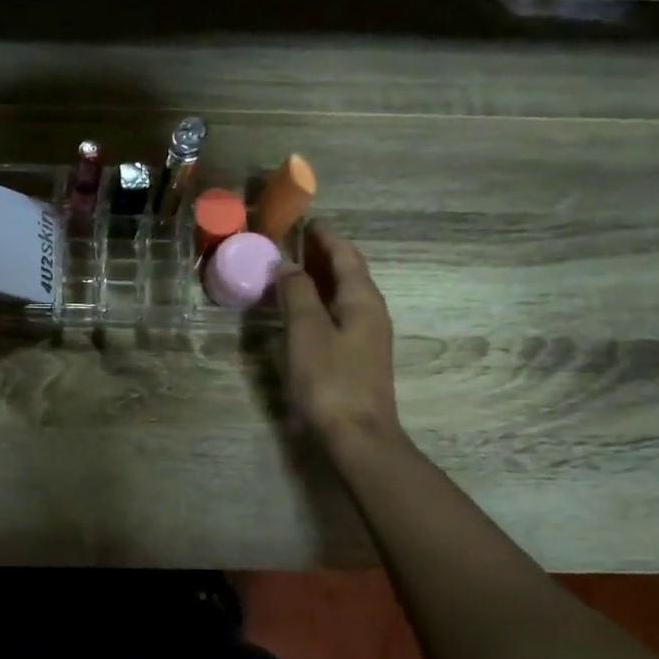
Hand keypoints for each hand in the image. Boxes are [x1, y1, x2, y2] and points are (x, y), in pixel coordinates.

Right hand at [278, 224, 401, 451]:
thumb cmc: (330, 380)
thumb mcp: (306, 331)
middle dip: (322, 255)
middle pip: (348, 273)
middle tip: (292, 242)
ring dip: (319, 279)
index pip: (346, 256)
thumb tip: (287, 264)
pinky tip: (301, 311)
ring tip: (292, 271)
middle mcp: (370, 313)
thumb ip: (297, 294)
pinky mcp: (356, 358)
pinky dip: (319, 303)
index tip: (306, 221)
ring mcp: (366, 338)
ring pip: (343, 296)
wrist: (358, 437)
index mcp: (363, 301)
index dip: (326, 237)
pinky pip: (337, 316)